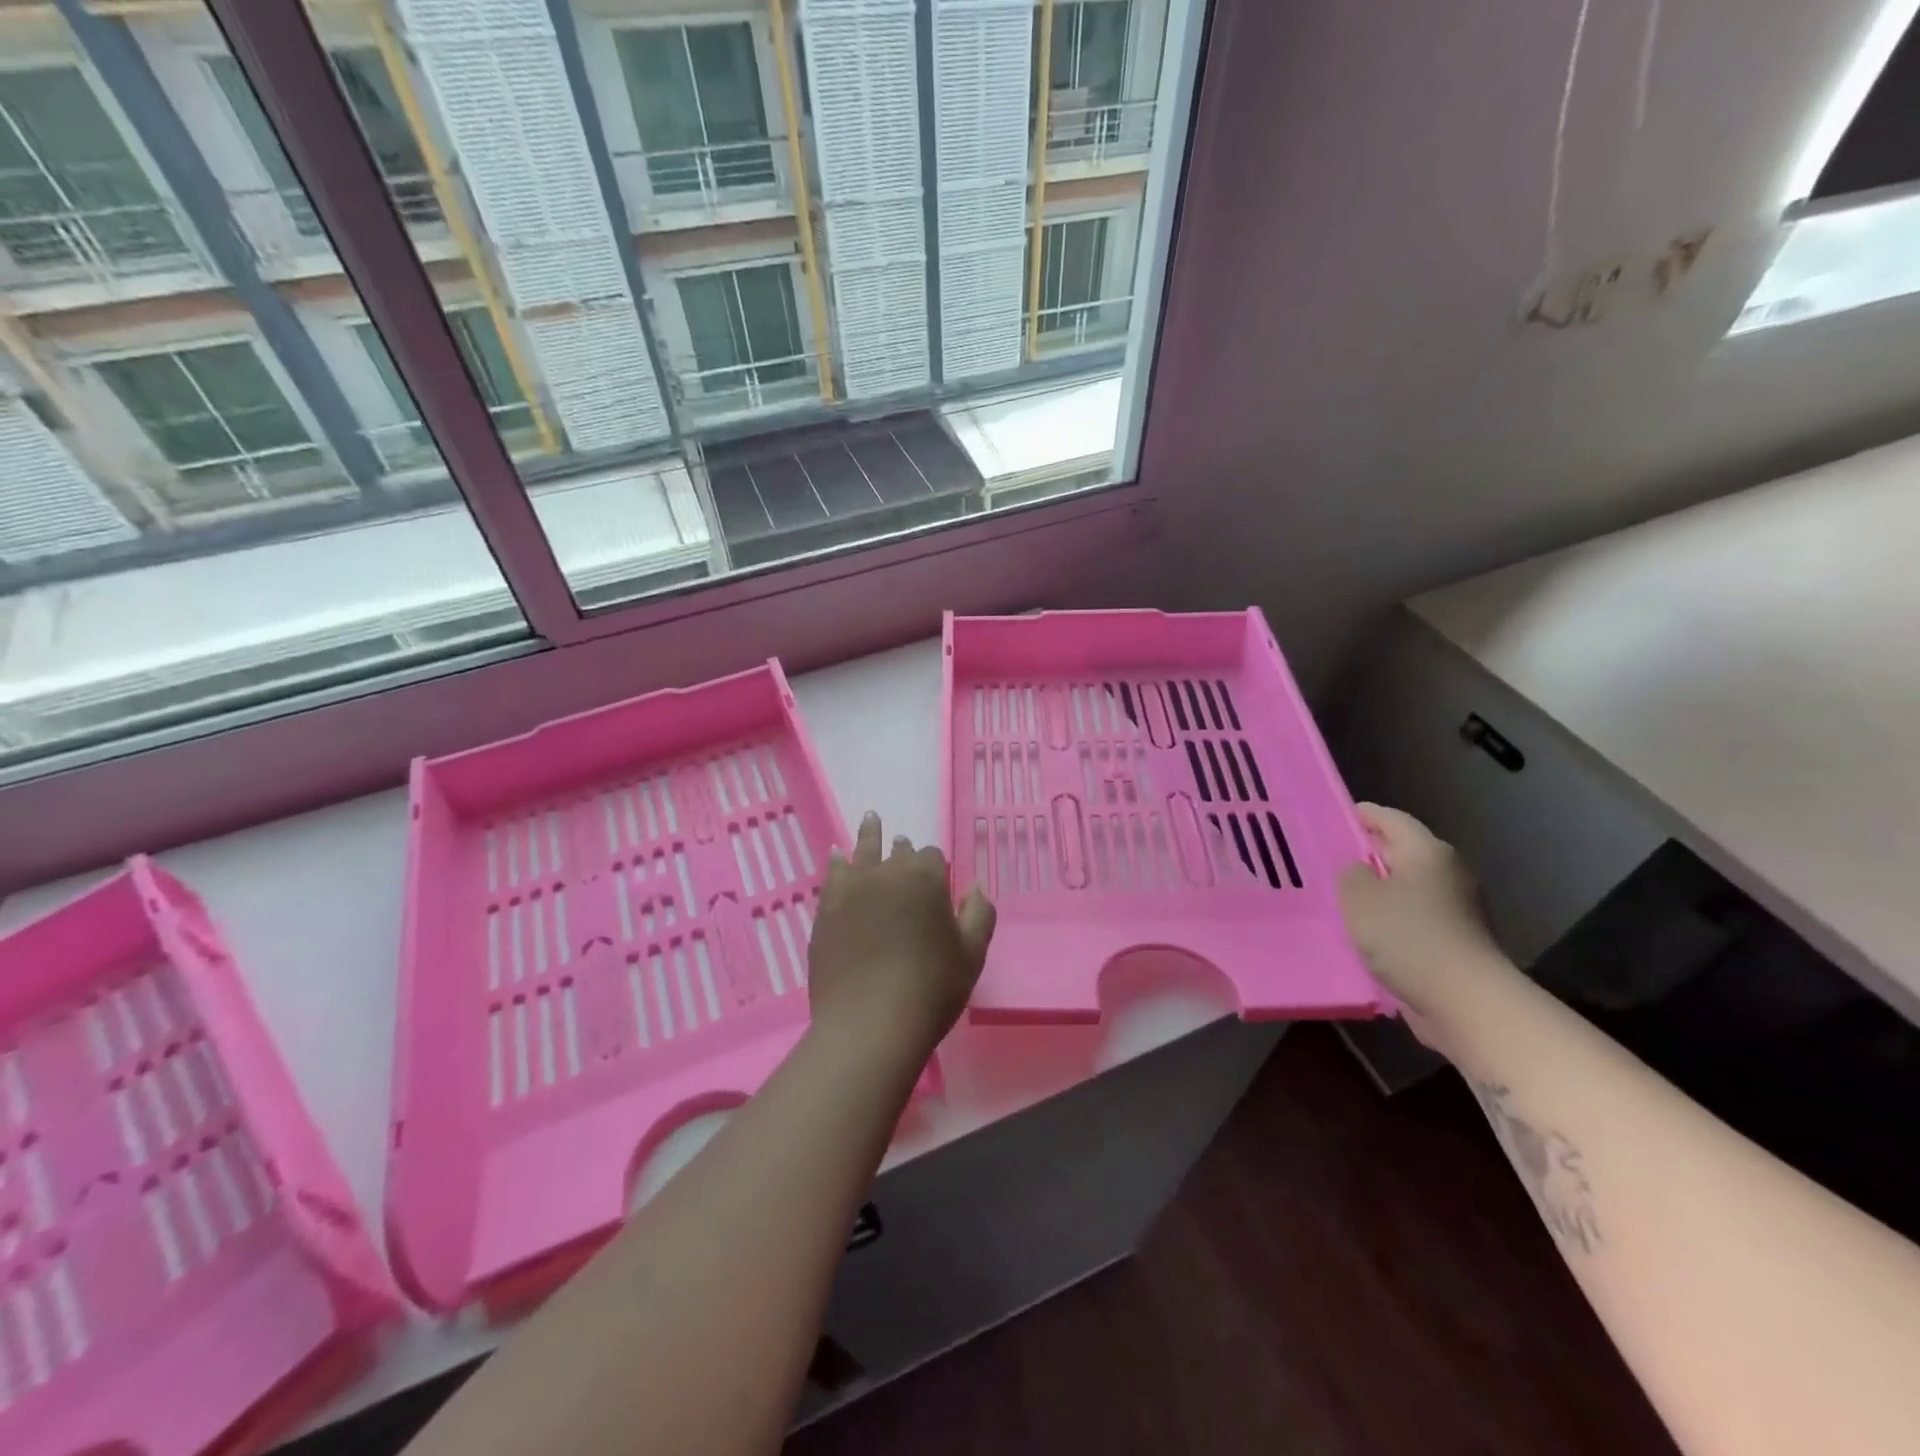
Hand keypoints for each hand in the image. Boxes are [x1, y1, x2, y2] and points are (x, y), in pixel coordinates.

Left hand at [806, 812, 995, 1064]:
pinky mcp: (826, 909)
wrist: (869, 1023)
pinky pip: (833, 874)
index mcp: (925, 878)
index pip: (932, 857)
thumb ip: (979, 914)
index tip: (937, 881)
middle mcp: (887, 873)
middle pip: (897, 852)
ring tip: (870, 818)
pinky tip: (837, 855)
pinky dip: (838, 862)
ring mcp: (851, 889)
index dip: (935, 868)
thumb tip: (974, 887)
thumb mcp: (972, 955)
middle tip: (901, 844)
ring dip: (869, 835)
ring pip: (862, 851)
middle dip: (902, 849)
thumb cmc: (930, 989)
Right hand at [1339, 804, 1502, 1046]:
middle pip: (1401, 851)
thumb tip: (1358, 871)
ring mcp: (1456, 908)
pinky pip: (1414, 918)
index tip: (1333, 818)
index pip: (1390, 818)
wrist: (1465, 1001)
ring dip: (1378, 890)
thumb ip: (1350, 873)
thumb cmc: (1407, 936)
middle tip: (1329, 859)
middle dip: (1367, 853)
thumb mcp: (1358, 896)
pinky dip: (1391, 919)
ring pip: (1407, 887)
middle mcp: (1447, 872)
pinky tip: (1366, 932)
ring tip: (1341, 898)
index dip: (1361, 815)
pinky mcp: (1456, 940)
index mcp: (1427, 851)